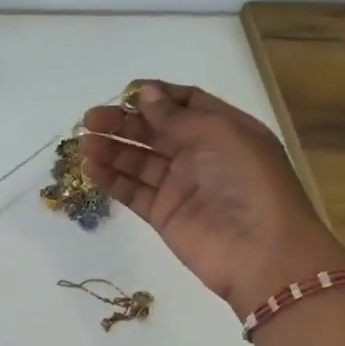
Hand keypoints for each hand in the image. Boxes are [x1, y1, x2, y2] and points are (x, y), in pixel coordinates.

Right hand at [81, 82, 344, 317]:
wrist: (260, 252)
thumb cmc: (248, 182)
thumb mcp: (219, 135)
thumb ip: (177, 116)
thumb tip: (144, 94)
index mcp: (224, 130)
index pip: (185, 104)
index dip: (155, 97)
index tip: (125, 93)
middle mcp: (201, 154)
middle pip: (154, 131)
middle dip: (123, 123)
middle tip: (90, 119)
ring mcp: (181, 186)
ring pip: (138, 161)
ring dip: (111, 150)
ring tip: (84, 144)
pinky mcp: (164, 215)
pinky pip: (133, 191)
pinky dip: (111, 180)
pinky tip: (90, 168)